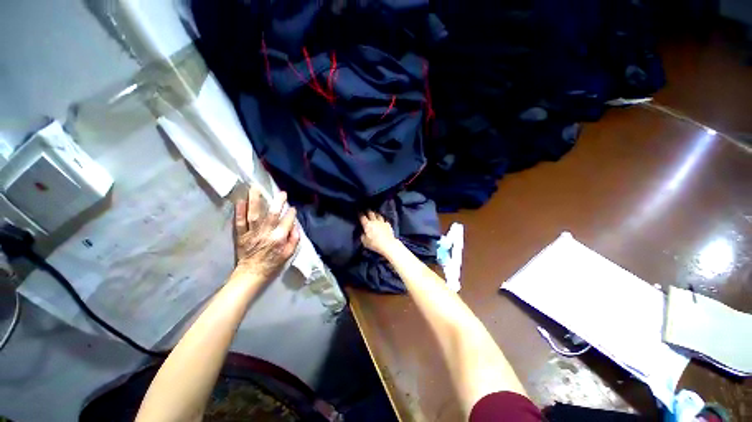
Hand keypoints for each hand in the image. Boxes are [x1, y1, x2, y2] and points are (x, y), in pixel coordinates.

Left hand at [234, 186, 299, 282]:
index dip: (291, 213)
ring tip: (256, 188)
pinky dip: (239, 211)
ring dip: (255, 201)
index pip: (287, 221)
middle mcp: (265, 233)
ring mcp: (251, 234)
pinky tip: (240, 201)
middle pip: (272, 214)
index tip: (293, 207)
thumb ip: (294, 240)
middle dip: (278, 202)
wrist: (251, 275)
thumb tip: (295, 227)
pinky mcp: (241, 236)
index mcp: (278, 238)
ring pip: (254, 215)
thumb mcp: (288, 255)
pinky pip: (239, 222)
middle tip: (281, 193)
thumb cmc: (272, 265)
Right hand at [359, 211, 398, 256]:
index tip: (358, 212)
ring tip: (375, 213)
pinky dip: (382, 220)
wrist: (388, 244)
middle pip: (371, 213)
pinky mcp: (388, 225)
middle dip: (368, 211)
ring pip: (378, 215)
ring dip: (376, 214)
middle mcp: (375, 221)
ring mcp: (382, 222)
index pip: (362, 217)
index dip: (360, 214)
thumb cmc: (375, 244)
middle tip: (366, 210)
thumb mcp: (365, 242)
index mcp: (367, 225)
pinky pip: (384, 220)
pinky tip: (382, 221)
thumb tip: (363, 233)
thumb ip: (362, 236)